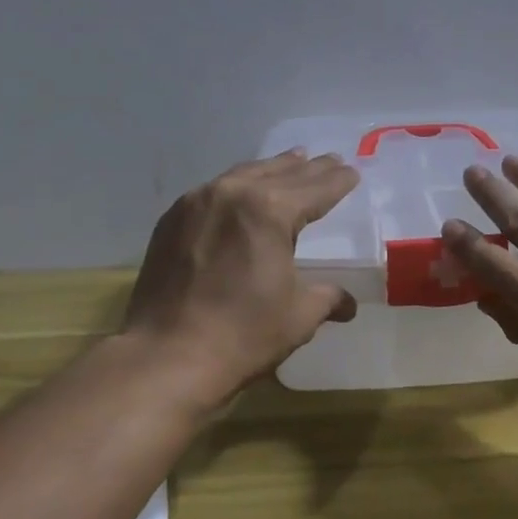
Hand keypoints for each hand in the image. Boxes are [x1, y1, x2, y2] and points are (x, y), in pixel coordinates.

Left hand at [122, 150, 359, 398]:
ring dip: (273, 169)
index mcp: (270, 210)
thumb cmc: (242, 335)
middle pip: (281, 173)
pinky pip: (214, 190)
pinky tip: (243, 191)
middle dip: (309, 169)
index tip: (352, 172)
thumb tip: (348, 303)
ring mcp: (197, 202)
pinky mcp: (172, 220)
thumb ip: (327, 298)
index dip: (337, 181)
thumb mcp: (298, 316)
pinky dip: (238, 185)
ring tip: (293, 162)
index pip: (315, 189)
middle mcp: (233, 193)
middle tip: (331, 161)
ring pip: (244, 174)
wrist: (165, 357)